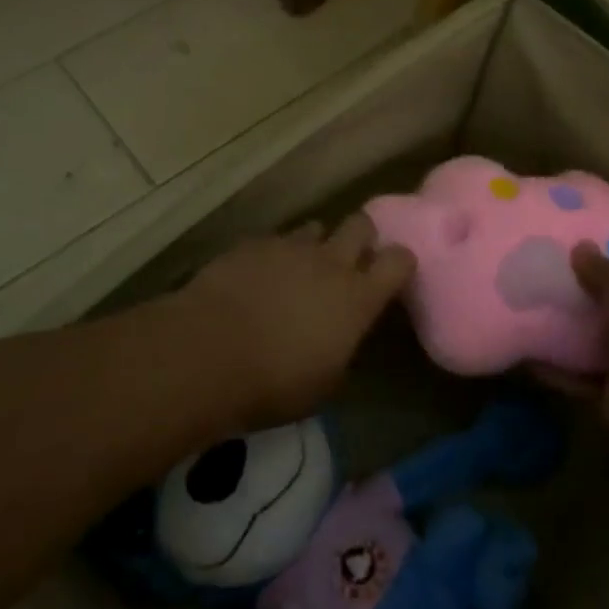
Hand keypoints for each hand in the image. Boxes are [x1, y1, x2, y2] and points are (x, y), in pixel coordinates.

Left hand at [174, 214, 415, 428]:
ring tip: (298, 269)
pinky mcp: (252, 244)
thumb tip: (339, 339)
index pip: (398, 261)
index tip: (395, 273)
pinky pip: (273, 241)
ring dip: (313, 246)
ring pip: (314, 228)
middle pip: (360, 225)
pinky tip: (257, 277)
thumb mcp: (323, 384)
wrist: (208, 353)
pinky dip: (272, 256)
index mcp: (357, 298)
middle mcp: (329, 262)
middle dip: (360, 236)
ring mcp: (289, 247)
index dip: (400, 263)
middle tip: (350, 259)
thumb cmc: (273, 383)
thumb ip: (341, 350)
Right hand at [557, 243, 608, 441]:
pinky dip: (560, 368)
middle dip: (602, 307)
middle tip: (566, 286)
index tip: (606, 266)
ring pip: (606, 349)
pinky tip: (530, 352)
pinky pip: (583, 378)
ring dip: (577, 338)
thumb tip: (581, 248)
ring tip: (540, 314)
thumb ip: (604, 265)